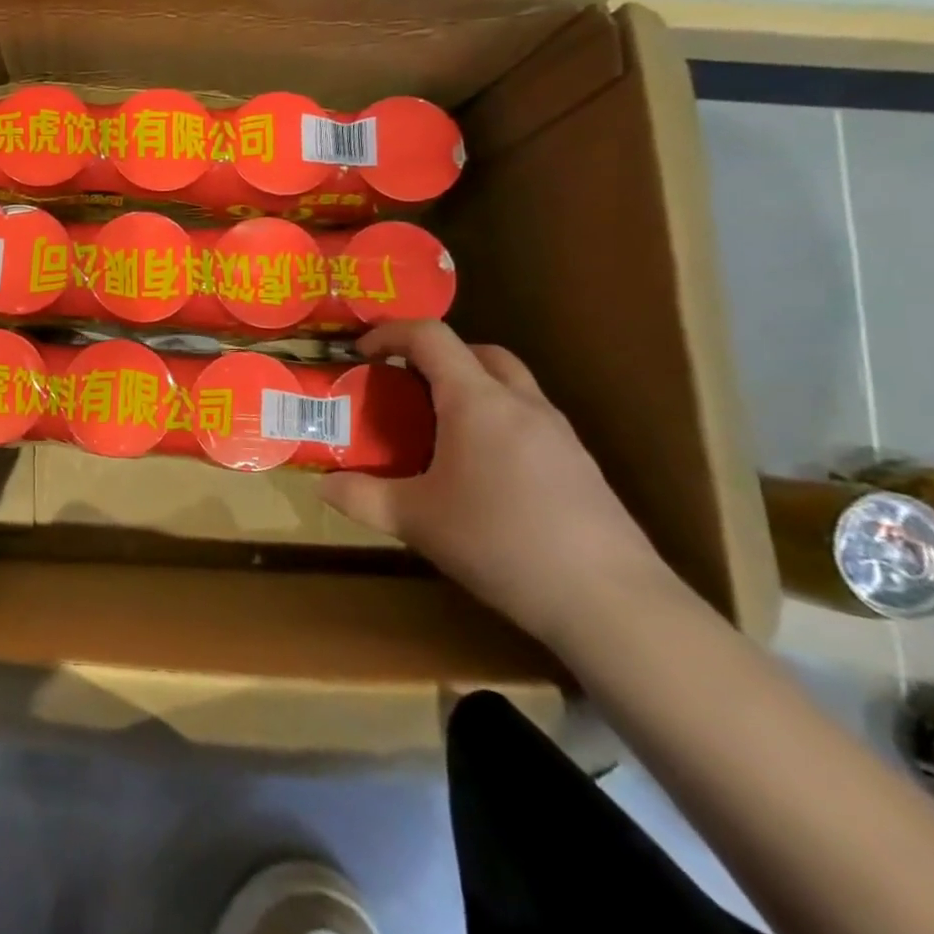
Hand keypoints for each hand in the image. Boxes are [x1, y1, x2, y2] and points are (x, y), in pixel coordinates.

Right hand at [321, 320, 671, 648]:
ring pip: (509, 384)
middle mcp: (520, 403)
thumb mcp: (415, 521)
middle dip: (436, 356)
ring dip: (469, 388)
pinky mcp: (580, 464)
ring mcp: (558, 432)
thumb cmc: (500, 543)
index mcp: (476, 401)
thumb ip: (361, 496)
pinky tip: (483, 472)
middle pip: (478, 351)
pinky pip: (528, 419)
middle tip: (405, 387)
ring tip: (438, 430)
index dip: (390, 333)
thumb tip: (322, 486)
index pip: (431, 337)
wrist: (610, 600)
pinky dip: (496, 421)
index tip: (361, 352)